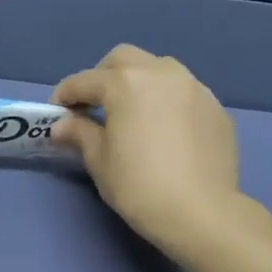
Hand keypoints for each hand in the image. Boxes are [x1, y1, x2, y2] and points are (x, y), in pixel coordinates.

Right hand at [51, 45, 240, 253]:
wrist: (200, 211)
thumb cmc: (138, 185)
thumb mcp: (100, 161)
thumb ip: (80, 133)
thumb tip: (64, 125)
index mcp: (126, 83)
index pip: (84, 81)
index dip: (65, 95)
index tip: (56, 113)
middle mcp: (161, 73)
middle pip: (123, 60)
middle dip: (103, 77)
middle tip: (93, 106)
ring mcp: (193, 87)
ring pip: (158, 70)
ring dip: (138, 83)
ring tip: (132, 114)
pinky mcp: (215, 107)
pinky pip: (183, 93)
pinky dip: (165, 102)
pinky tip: (163, 131)